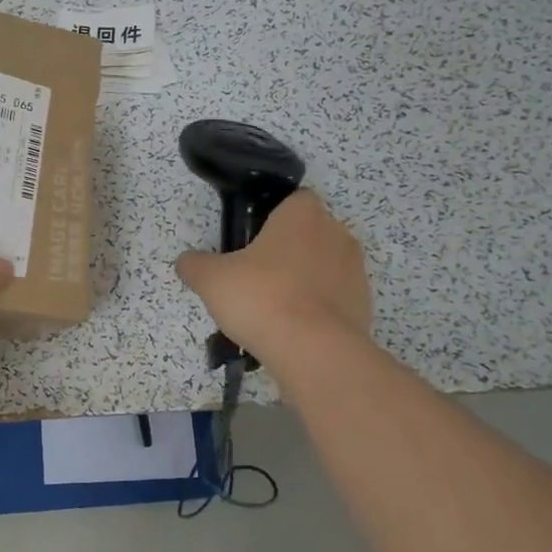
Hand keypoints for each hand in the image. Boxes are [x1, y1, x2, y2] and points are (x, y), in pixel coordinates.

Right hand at [174, 189, 373, 360]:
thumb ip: (195, 265)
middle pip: (309, 234)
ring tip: (273, 310)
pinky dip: (317, 310)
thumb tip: (187, 262)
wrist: (314, 351)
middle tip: (255, 277)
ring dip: (303, 281)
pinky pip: (334, 299)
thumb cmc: (262, 297)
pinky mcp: (364, 306)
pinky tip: (292, 330)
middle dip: (287, 251)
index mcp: (303, 215)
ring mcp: (355, 271)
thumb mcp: (211, 279)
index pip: (294, 200)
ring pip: (323, 267)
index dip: (272, 216)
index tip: (251, 240)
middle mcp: (336, 234)